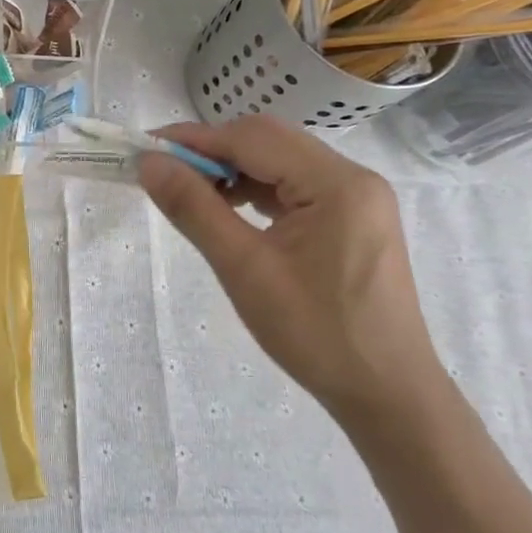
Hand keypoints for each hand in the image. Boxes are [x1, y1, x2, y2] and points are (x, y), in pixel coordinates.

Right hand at [137, 117, 443, 421]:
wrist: (386, 393)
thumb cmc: (315, 333)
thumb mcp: (244, 269)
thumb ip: (194, 208)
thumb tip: (149, 163)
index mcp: (337, 183)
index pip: (252, 138)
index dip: (194, 139)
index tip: (145, 149)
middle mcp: (354, 178)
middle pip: (269, 141)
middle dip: (213, 150)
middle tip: (164, 172)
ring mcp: (358, 198)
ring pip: (281, 161)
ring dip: (233, 169)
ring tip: (191, 193)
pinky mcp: (354, 219)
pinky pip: (296, 185)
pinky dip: (257, 189)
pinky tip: (230, 210)